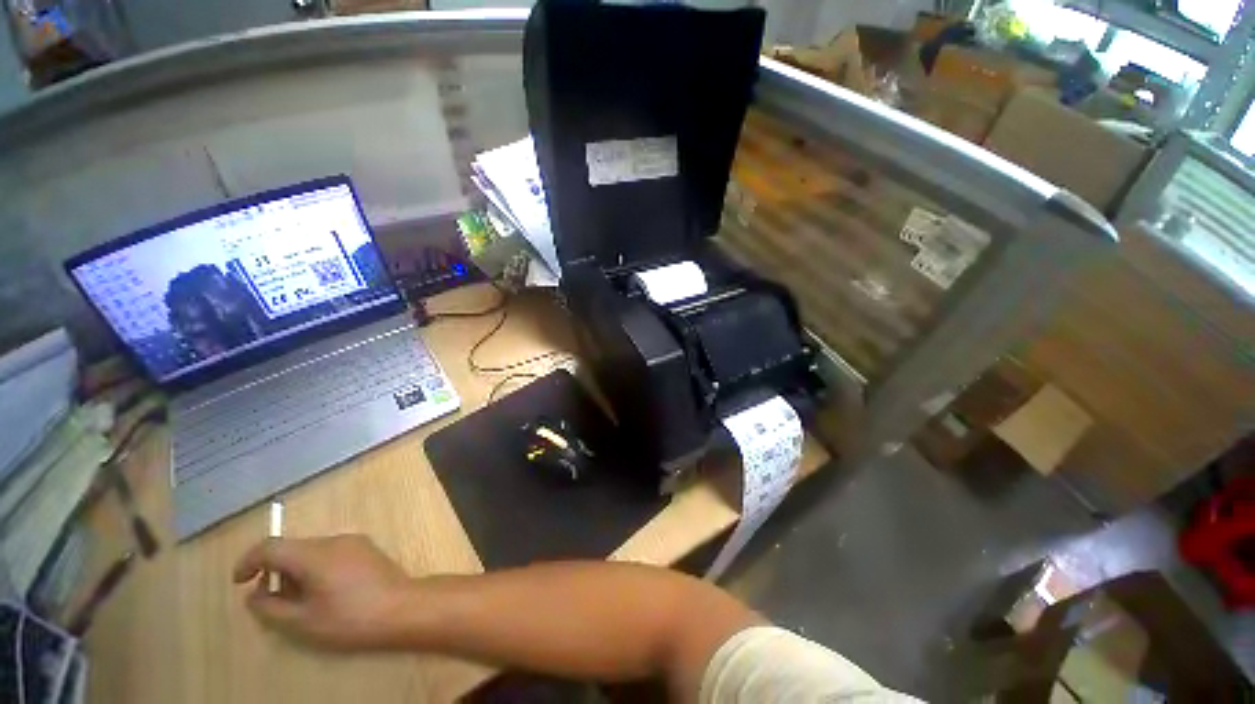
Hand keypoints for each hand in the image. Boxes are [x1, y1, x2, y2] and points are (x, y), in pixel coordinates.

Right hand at [233, 534, 416, 649]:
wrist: (402, 608)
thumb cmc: (349, 619)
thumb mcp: (301, 622)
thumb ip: (269, 607)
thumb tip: (253, 594)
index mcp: (315, 553)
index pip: (271, 546)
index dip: (248, 561)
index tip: (239, 582)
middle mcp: (335, 540)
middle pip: (293, 549)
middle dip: (276, 572)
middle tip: (274, 602)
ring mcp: (355, 542)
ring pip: (312, 551)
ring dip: (297, 572)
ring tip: (302, 603)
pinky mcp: (368, 549)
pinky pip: (331, 553)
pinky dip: (317, 569)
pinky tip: (326, 594)